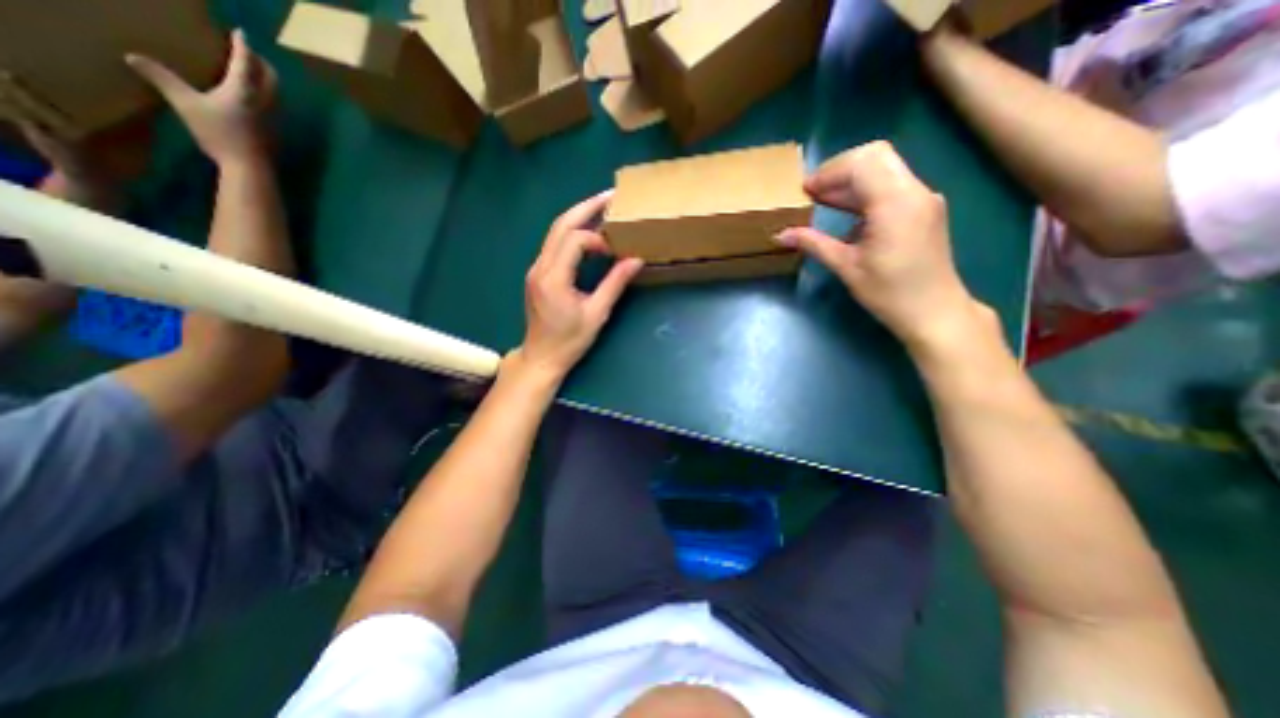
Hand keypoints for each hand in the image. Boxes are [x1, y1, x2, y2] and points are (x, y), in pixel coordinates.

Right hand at [126, 27, 273, 165]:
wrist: (250, 167)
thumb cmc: (220, 134)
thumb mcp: (185, 103)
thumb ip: (162, 78)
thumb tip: (132, 56)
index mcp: (244, 90)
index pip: (246, 62)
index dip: (242, 46)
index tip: (241, 33)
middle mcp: (265, 101)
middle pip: (270, 77)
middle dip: (261, 63)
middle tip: (249, 53)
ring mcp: (273, 117)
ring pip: (275, 93)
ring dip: (267, 79)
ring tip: (252, 73)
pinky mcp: (274, 130)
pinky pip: (273, 106)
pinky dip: (266, 95)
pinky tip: (254, 99)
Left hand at [513, 191, 644, 381]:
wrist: (541, 357)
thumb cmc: (570, 341)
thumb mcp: (597, 314)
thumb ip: (615, 284)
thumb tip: (636, 259)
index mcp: (553, 277)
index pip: (575, 240)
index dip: (598, 239)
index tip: (616, 251)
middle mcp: (540, 267)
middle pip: (560, 225)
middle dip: (586, 207)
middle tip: (610, 195)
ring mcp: (536, 268)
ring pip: (555, 232)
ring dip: (578, 217)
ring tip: (602, 208)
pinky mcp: (538, 273)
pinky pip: (554, 244)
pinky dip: (572, 233)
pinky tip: (588, 234)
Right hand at [770, 140, 988, 352]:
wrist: (935, 311)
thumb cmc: (889, 293)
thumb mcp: (846, 267)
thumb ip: (814, 244)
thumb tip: (781, 235)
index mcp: (895, 203)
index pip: (862, 164)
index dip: (829, 172)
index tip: (805, 191)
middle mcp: (914, 191)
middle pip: (875, 156)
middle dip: (840, 170)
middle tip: (814, 192)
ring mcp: (922, 198)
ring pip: (884, 169)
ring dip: (851, 181)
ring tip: (822, 201)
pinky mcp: (923, 209)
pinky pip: (891, 187)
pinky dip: (865, 192)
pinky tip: (847, 215)